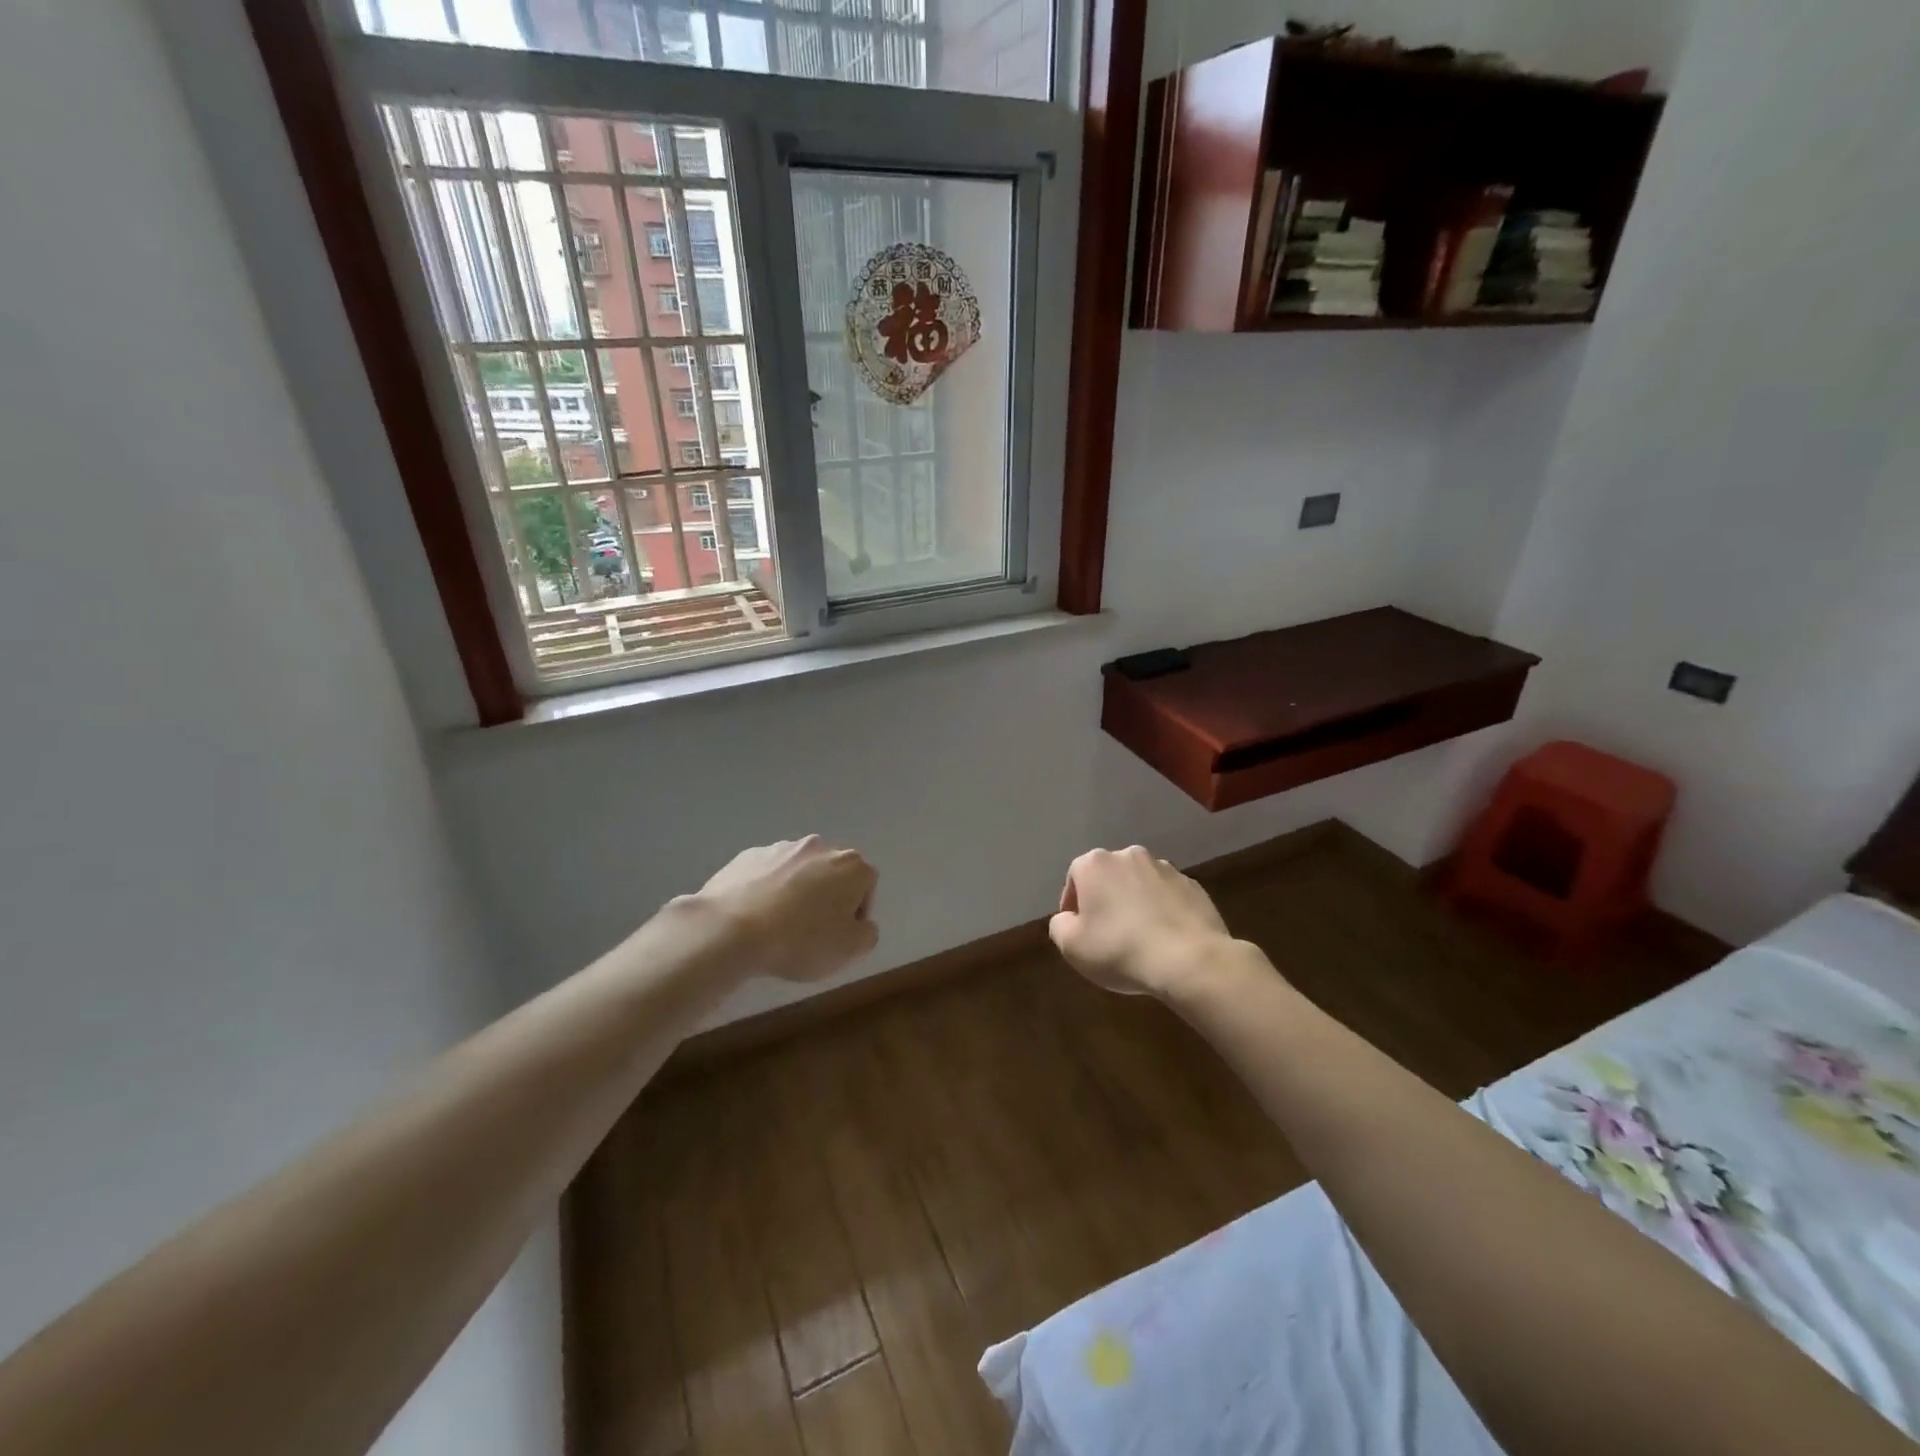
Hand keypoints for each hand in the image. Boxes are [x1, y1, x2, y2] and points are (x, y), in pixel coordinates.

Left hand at [694, 837, 879, 982]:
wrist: (731, 930)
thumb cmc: (801, 940)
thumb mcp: (850, 950)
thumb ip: (867, 933)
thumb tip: (860, 924)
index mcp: (851, 865)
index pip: (866, 885)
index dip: (856, 914)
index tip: (839, 937)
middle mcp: (819, 847)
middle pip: (831, 874)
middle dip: (826, 898)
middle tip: (811, 931)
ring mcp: (780, 848)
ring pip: (798, 872)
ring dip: (795, 892)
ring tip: (778, 925)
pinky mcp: (747, 856)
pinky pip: (766, 874)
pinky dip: (766, 890)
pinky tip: (754, 916)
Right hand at [1049, 846, 1235, 998]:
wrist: (1189, 960)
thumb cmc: (1120, 949)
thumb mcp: (1071, 946)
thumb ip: (1060, 925)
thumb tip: (1068, 918)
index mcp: (1095, 864)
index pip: (1075, 878)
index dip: (1073, 905)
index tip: (1078, 931)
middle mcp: (1130, 856)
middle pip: (1110, 877)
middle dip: (1106, 900)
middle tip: (1107, 933)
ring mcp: (1166, 869)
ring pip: (1141, 885)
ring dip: (1136, 903)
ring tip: (1140, 937)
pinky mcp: (1194, 886)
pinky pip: (1169, 897)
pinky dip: (1164, 911)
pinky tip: (1166, 939)